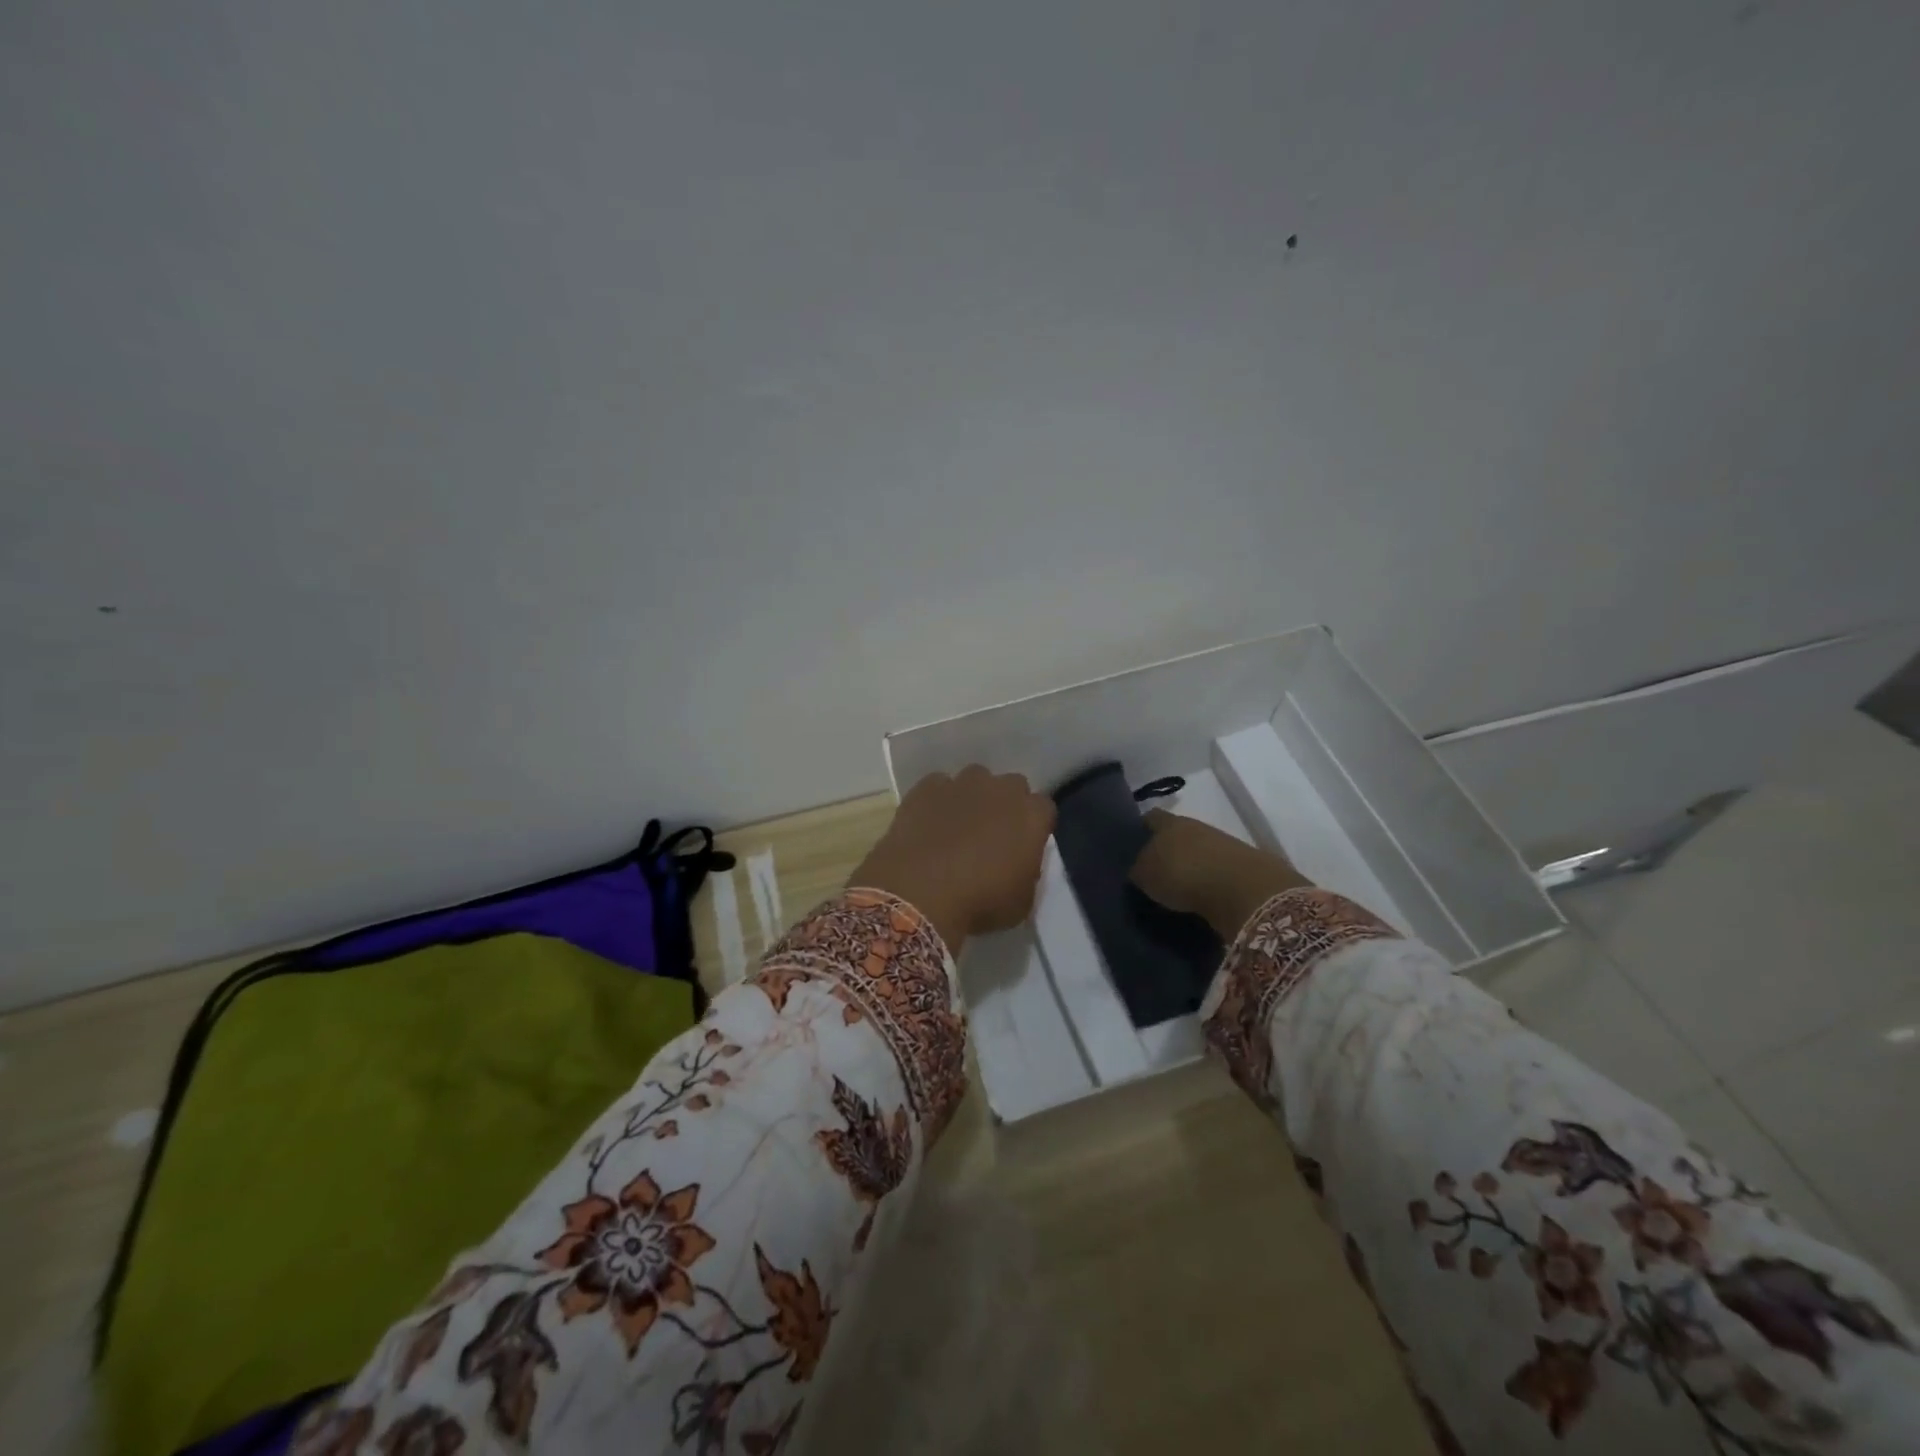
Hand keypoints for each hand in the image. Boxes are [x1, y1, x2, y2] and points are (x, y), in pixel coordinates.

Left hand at [851, 765, 1056, 952]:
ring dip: (972, 797)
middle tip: (992, 834)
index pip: (1044, 808)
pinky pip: (938, 785)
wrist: (920, 895)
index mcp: (1031, 816)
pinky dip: (937, 800)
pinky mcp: (926, 788)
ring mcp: (961, 784)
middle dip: (1006, 804)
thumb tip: (1019, 862)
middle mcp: (1000, 790)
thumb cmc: (979, 904)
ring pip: (975, 779)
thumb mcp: (1022, 902)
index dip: (1034, 825)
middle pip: (1011, 786)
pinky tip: (928, 823)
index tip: (1024, 844)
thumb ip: (1027, 872)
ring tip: (957, 826)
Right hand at [1129, 810, 1311, 938]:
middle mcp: (1195, 826)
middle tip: (1152, 872)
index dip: (1139, 829)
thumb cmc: (1182, 873)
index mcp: (1169, 822)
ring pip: (1196, 852)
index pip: (1150, 818)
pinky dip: (1206, 883)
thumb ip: (1136, 870)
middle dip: (1165, 851)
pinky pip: (1214, 872)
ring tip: (1176, 890)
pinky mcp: (1241, 866)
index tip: (1130, 847)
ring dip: (1188, 867)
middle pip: (1175, 834)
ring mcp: (1221, 844)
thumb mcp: (1145, 875)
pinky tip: (1199, 899)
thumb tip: (1136, 870)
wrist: (1241, 889)